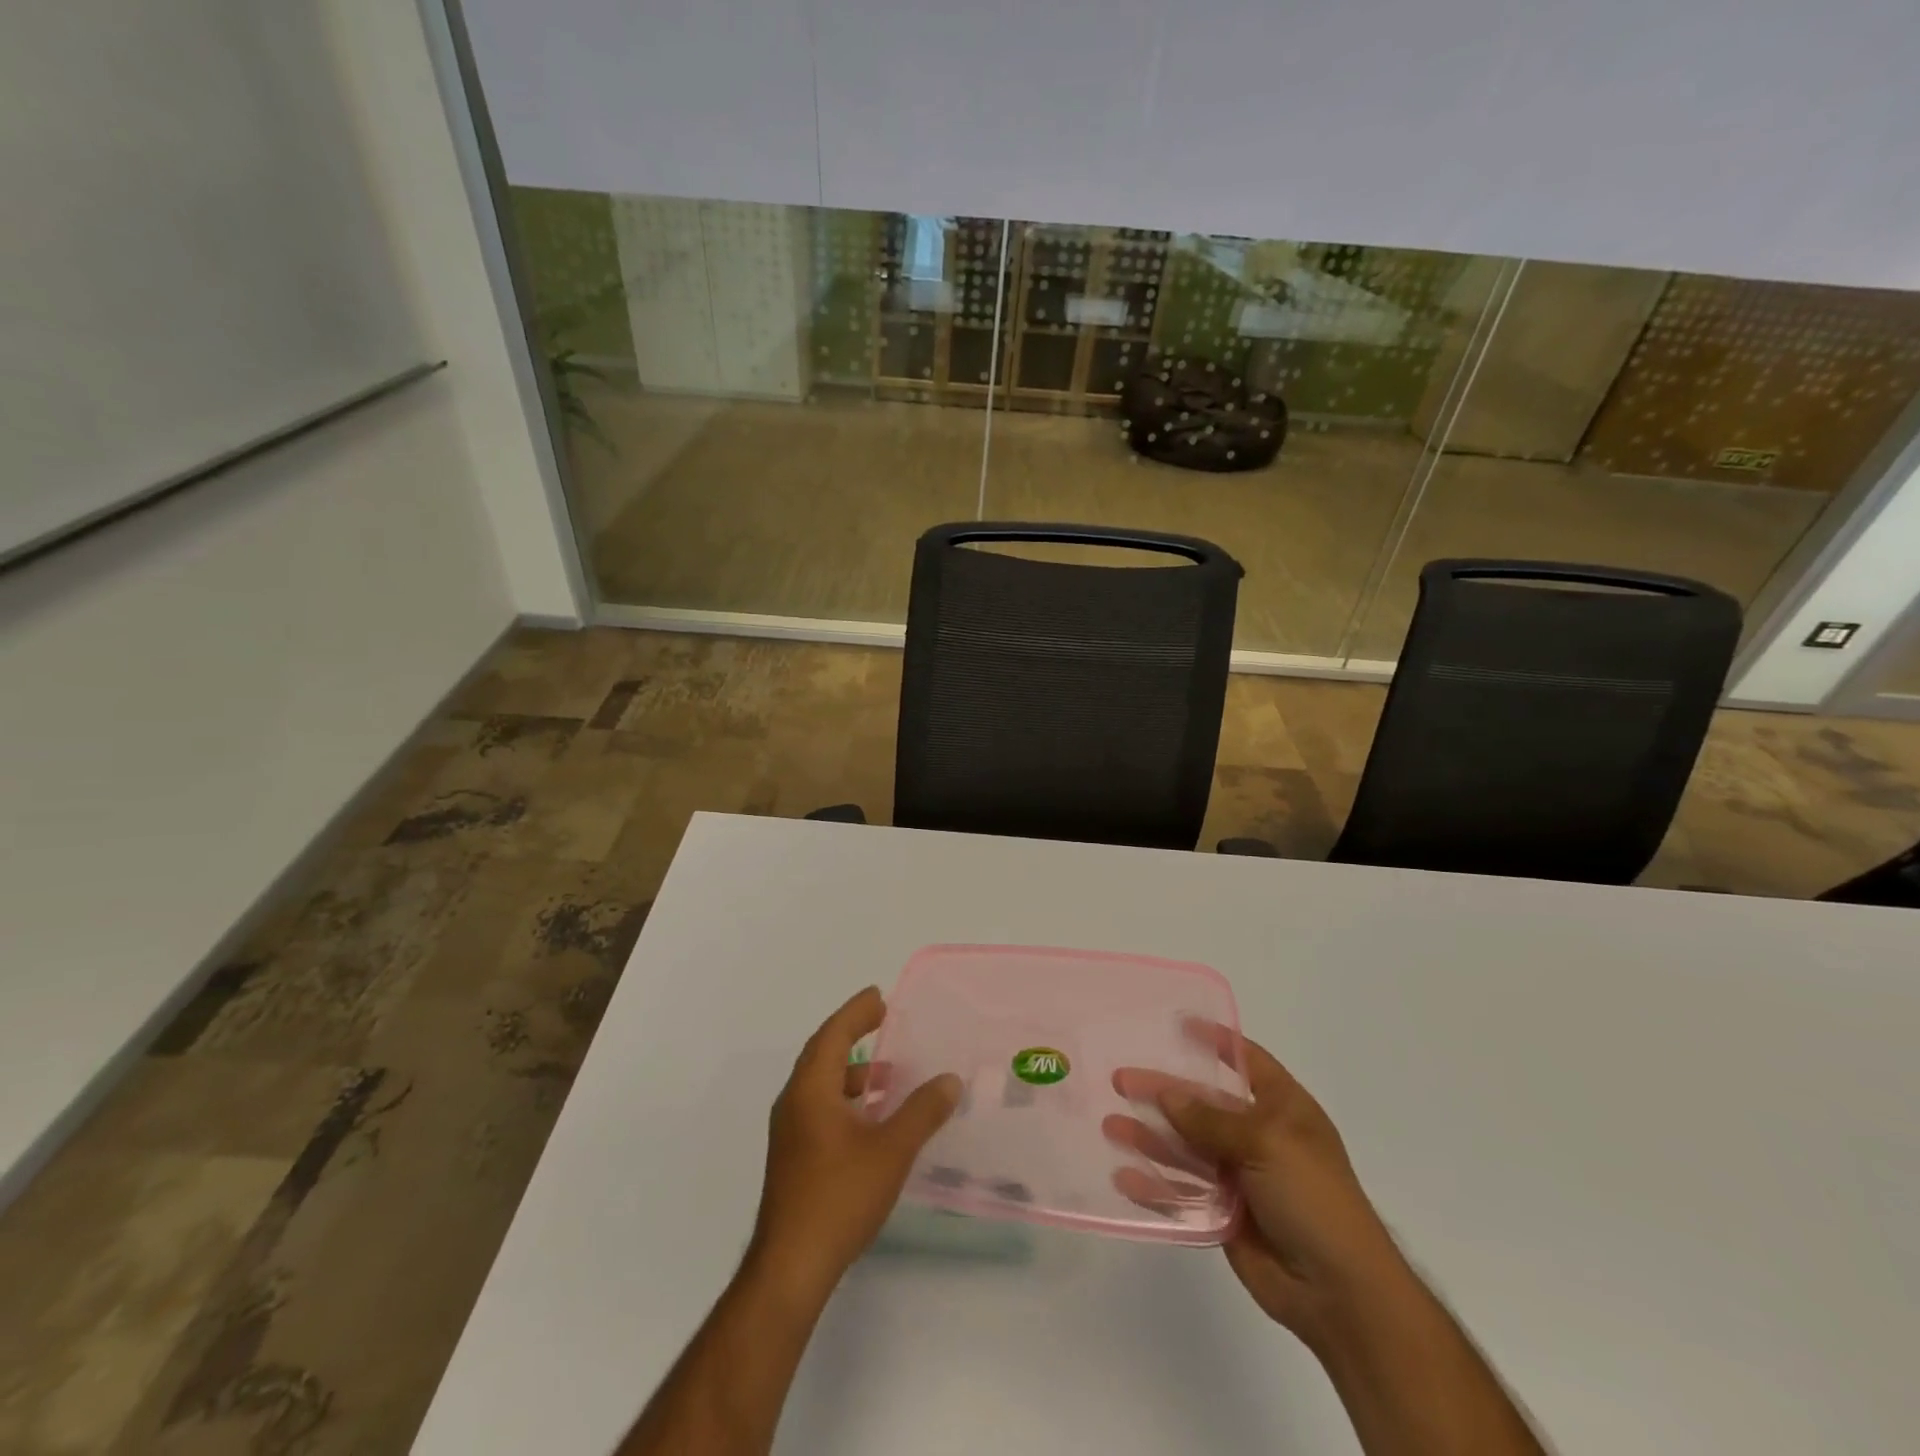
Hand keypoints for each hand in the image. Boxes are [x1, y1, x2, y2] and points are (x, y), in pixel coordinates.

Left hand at [748, 987, 961, 1298]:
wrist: (791, 1266)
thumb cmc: (840, 1196)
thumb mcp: (891, 1150)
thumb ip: (923, 1111)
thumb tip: (950, 1080)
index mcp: (811, 1089)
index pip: (833, 1034)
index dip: (856, 1012)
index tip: (879, 996)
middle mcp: (794, 1102)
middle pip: (823, 1053)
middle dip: (852, 1033)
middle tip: (882, 1020)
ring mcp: (789, 1132)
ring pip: (821, 1084)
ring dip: (851, 1071)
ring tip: (887, 1072)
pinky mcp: (793, 1157)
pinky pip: (820, 1107)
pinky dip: (846, 1098)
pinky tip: (872, 1118)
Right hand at [1106, 1026, 1409, 1350]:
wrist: (1341, 1293)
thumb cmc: (1314, 1198)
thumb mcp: (1266, 1143)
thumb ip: (1211, 1120)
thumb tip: (1165, 1095)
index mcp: (1283, 1109)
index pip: (1247, 1062)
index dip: (1217, 1042)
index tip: (1179, 1025)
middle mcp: (1259, 1137)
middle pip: (1202, 1105)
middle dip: (1163, 1093)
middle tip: (1120, 1080)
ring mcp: (1241, 1178)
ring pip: (1186, 1149)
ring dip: (1150, 1138)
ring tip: (1110, 1127)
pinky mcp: (1225, 1216)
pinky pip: (1183, 1194)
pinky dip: (1155, 1186)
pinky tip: (1124, 1178)